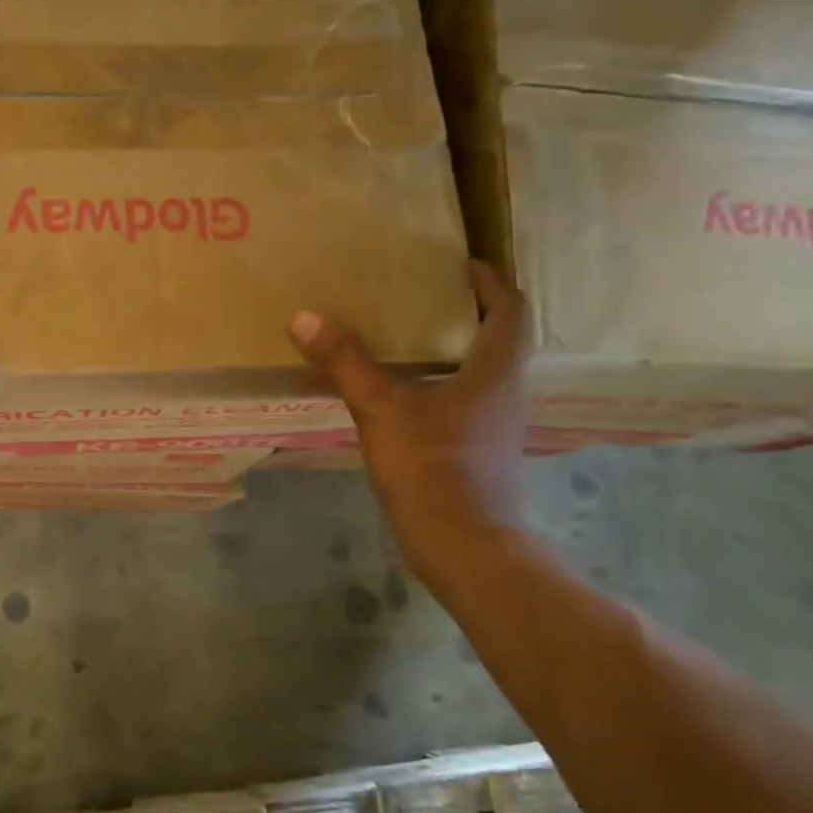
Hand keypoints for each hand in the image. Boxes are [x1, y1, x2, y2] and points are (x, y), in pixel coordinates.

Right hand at [288, 260, 529, 589]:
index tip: (460, 265)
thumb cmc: (432, 468)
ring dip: (451, 355)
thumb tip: (305, 316)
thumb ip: (345, 362)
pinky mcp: (477, 457)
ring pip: (478, 376)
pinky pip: (462, 407)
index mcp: (494, 372)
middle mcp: (504, 395)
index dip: (488, 282)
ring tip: (405, 343)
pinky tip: (402, 400)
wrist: (462, 547)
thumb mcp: (381, 408)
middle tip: (422, 300)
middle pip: (496, 341)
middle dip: (465, 316)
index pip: (508, 310)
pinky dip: (438, 390)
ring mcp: (493, 430)